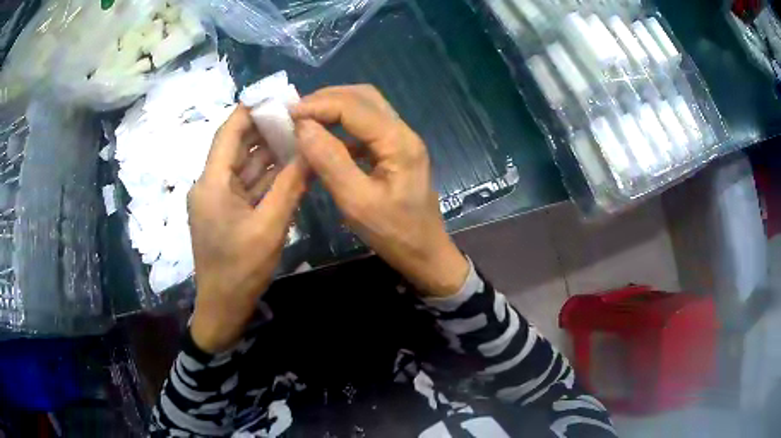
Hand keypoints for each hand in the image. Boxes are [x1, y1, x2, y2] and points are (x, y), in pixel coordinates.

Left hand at [188, 105, 307, 353]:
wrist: (223, 307)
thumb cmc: (241, 269)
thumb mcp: (270, 227)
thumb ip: (290, 186)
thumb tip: (310, 150)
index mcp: (212, 183)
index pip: (228, 132)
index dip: (251, 110)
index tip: (278, 96)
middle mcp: (210, 184)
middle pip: (236, 146)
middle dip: (265, 129)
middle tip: (297, 115)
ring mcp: (218, 198)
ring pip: (244, 165)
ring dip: (268, 152)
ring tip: (298, 135)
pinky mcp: (226, 211)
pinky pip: (247, 185)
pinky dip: (266, 175)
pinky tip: (289, 166)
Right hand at [291, 85, 468, 296]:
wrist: (424, 253)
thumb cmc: (393, 233)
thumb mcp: (356, 202)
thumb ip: (329, 161)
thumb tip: (303, 126)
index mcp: (398, 141)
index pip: (354, 106)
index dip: (319, 105)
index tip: (289, 114)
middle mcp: (403, 132)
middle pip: (363, 97)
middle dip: (327, 98)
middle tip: (296, 111)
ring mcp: (400, 140)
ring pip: (366, 107)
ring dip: (335, 107)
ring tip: (306, 118)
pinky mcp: (395, 150)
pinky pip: (366, 126)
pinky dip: (342, 124)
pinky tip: (325, 136)